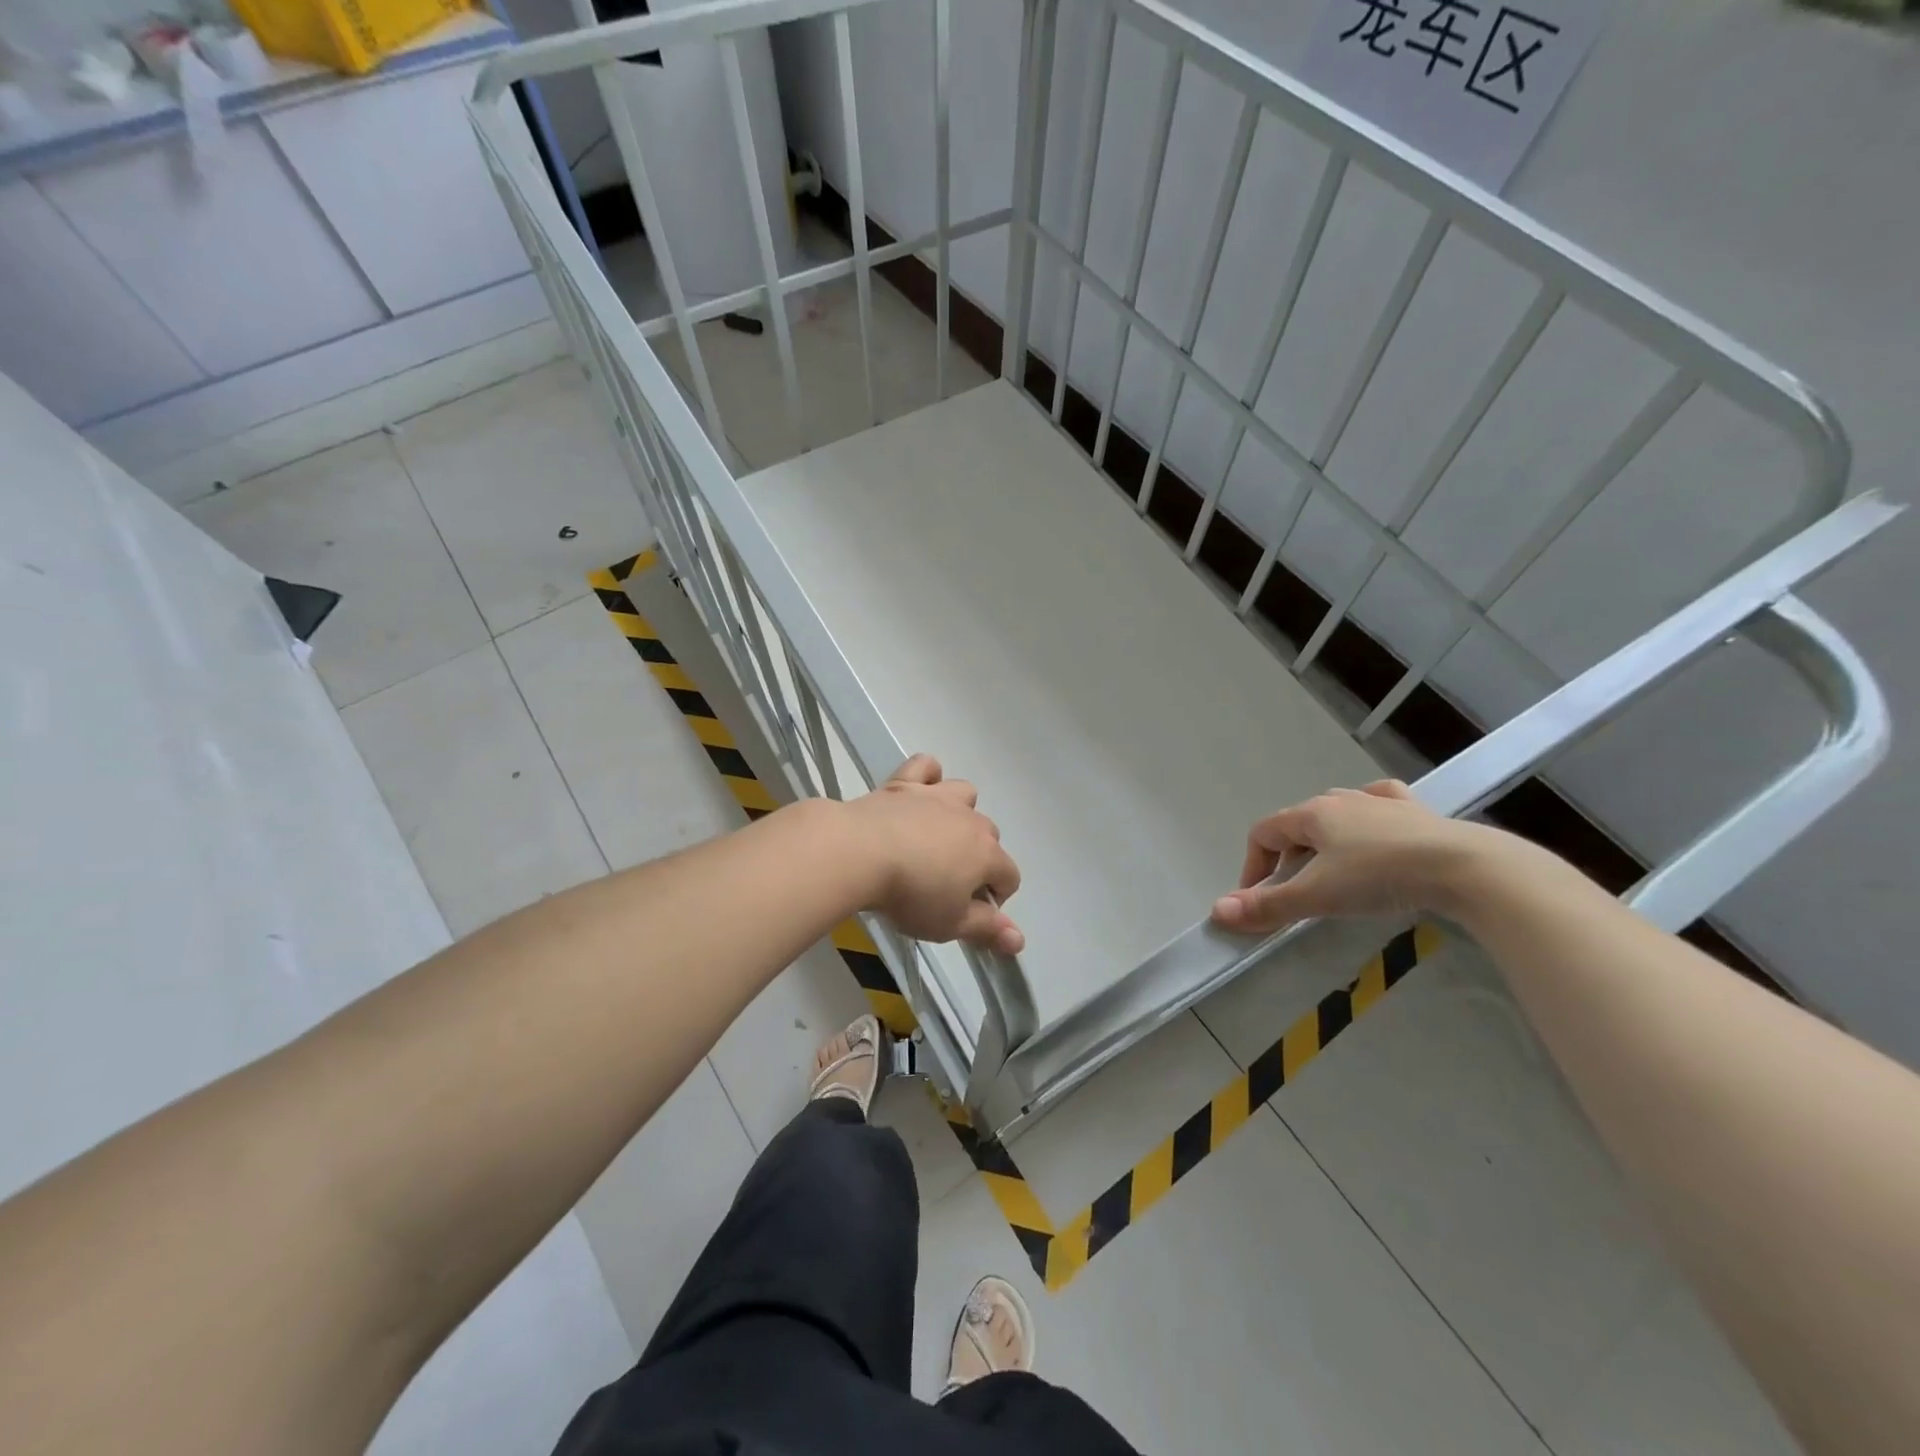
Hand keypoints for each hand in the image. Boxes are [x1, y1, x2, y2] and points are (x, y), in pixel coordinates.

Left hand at [843, 754, 1024, 954]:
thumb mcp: (950, 924)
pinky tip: (918, 793)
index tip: (969, 915)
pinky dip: (927, 776)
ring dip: (960, 813)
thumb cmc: (910, 894)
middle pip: (990, 836)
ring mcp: (937, 796)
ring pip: (966, 794)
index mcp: (986, 854)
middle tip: (946, 884)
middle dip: (978, 858)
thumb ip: (987, 930)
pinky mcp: (904, 783)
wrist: (860, 853)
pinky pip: (926, 767)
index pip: (1009, 876)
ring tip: (936, 836)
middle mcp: (970, 819)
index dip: (995, 899)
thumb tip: (1020, 941)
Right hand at [1210, 779, 1487, 933]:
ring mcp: (1381, 802)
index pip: (1263, 833)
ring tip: (1332, 870)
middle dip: (1287, 858)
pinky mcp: (1417, 812)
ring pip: (1337, 812)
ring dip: (1324, 840)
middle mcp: (1341, 800)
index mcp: (1312, 814)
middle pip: (1298, 824)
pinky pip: (1380, 804)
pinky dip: (1368, 815)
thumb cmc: (1380, 876)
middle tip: (1296, 893)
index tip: (1258, 900)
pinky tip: (1374, 828)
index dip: (1252, 866)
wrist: (1465, 867)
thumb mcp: (1317, 896)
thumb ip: (1268, 906)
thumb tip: (1217, 911)